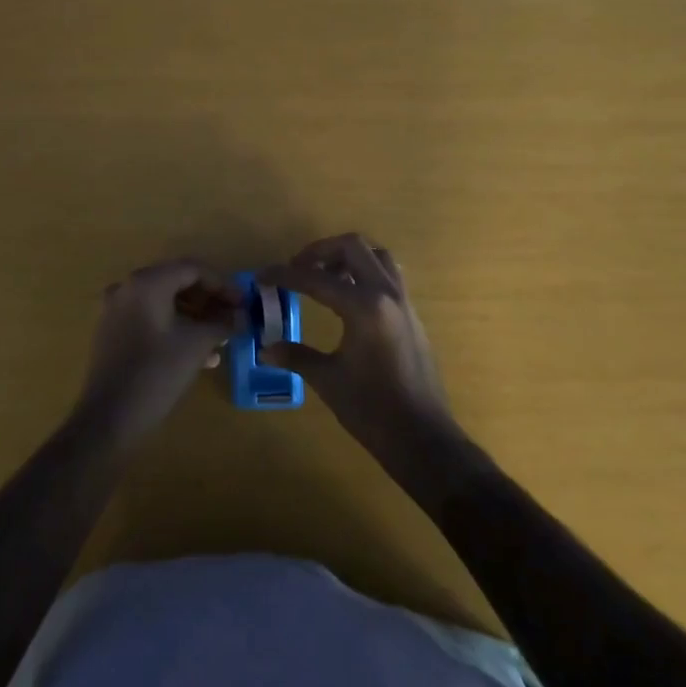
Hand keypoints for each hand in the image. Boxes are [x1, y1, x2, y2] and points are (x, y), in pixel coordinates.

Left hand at [77, 260, 239, 446]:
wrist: (108, 419)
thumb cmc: (156, 374)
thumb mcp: (196, 346)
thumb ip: (222, 324)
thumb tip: (241, 316)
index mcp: (147, 282)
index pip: (192, 269)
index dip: (222, 284)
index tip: (243, 303)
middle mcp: (128, 287)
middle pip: (177, 281)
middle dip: (208, 300)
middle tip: (233, 318)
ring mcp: (117, 309)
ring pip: (164, 301)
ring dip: (194, 315)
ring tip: (219, 338)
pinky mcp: (113, 331)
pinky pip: (150, 317)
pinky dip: (175, 326)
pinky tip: (198, 352)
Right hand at [260, 235, 459, 461]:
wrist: (423, 439)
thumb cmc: (372, 410)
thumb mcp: (328, 380)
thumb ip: (295, 356)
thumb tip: (265, 348)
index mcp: (364, 307)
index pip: (316, 278)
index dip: (285, 275)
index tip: (262, 276)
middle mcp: (387, 294)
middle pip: (352, 247)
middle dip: (320, 251)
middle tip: (297, 268)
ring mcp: (403, 302)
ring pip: (376, 255)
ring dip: (347, 257)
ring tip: (323, 276)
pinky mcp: (411, 315)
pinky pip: (388, 275)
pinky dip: (364, 272)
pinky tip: (346, 297)